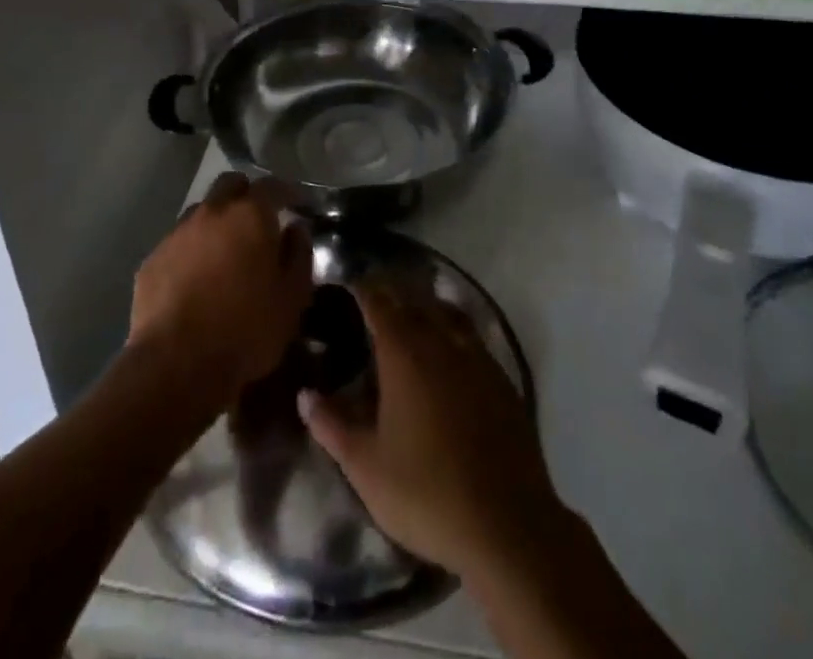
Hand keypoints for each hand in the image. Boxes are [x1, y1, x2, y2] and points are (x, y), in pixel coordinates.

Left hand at [128, 172, 311, 406]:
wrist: (176, 365)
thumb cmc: (246, 329)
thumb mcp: (292, 298)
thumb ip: (298, 255)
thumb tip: (295, 230)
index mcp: (249, 215)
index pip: (272, 185)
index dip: (288, 191)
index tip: (298, 202)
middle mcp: (212, 212)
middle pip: (230, 185)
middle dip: (247, 194)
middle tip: (259, 219)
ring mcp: (177, 233)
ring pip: (202, 212)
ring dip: (217, 222)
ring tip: (226, 251)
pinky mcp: (152, 260)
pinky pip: (178, 243)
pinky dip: (192, 250)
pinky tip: (197, 278)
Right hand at [299, 280, 566, 581]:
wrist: (507, 525)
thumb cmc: (426, 493)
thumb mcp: (366, 467)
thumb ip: (332, 426)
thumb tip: (305, 395)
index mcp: (404, 352)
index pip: (378, 301)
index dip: (362, 290)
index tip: (347, 287)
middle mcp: (440, 341)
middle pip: (413, 301)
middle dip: (392, 295)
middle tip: (373, 303)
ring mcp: (476, 357)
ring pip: (446, 314)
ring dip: (425, 308)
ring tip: (411, 318)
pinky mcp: (502, 379)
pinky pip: (472, 337)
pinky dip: (454, 331)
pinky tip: (449, 354)